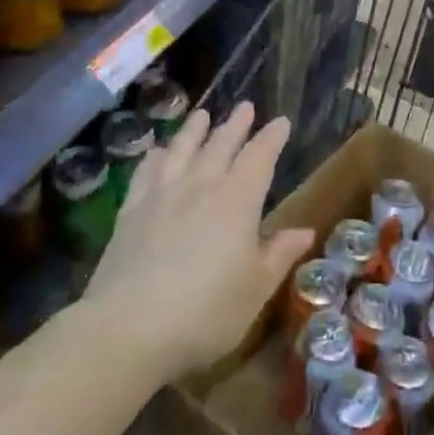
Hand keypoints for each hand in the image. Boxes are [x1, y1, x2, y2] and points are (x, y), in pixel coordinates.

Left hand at [83, 103, 314, 384]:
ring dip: (194, 129)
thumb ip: (279, 254)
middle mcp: (200, 186)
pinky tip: (158, 152)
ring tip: (202, 114)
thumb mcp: (255, 289)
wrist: (128, 328)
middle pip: (220, 145)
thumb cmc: (205, 313)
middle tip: (246, 106)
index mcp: (237, 201)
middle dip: (236, 125)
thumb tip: (305, 230)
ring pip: (182, 149)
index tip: (281, 121)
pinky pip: (146, 172)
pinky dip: (156, 157)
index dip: (272, 138)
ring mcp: (162, 195)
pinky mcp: (131, 211)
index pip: (260, 157)